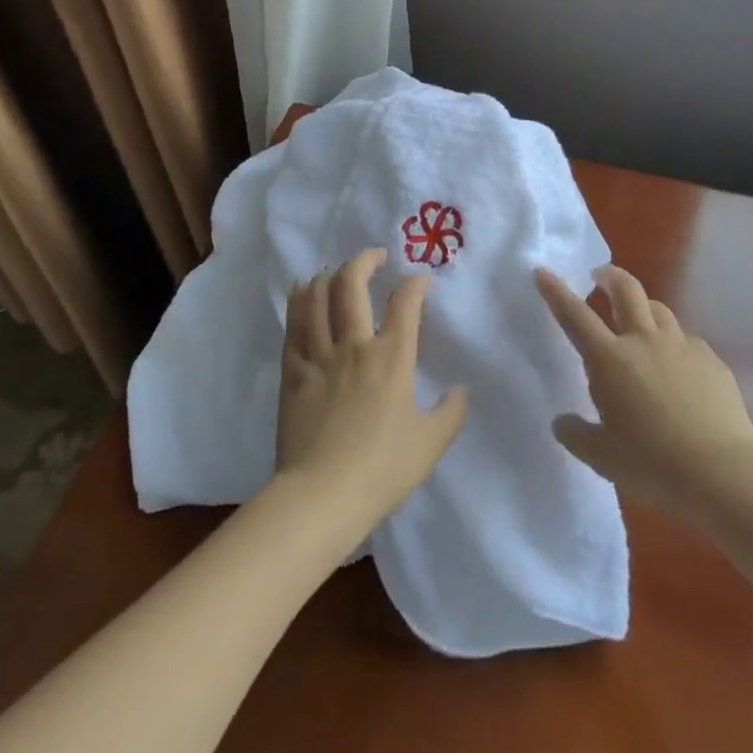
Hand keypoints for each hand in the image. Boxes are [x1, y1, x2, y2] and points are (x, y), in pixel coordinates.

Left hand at [275, 249, 466, 540]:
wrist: (322, 495)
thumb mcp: (430, 445)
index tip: (420, 281)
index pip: (405, 303)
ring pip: (319, 298)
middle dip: (365, 261)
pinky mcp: (293, 372)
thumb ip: (450, 413)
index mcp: (392, 358)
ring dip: (329, 275)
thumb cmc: (382, 470)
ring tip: (338, 270)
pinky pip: (293, 325)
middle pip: (353, 285)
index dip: (415, 284)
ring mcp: (319, 356)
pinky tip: (303, 290)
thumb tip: (459, 390)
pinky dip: (299, 301)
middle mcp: (355, 345)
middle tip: (375, 257)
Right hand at [536, 265, 752, 520]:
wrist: (723, 472)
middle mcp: (644, 341)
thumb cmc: (653, 464)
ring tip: (639, 321)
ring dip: (643, 307)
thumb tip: (562, 422)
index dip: (556, 292)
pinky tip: (678, 368)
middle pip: (626, 290)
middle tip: (600, 276)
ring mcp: (681, 347)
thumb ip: (576, 434)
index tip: (543, 272)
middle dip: (609, 276)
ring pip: (659, 310)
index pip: (575, 315)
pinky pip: (687, 341)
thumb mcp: (602, 457)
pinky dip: (674, 344)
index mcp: (610, 359)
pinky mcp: (711, 360)